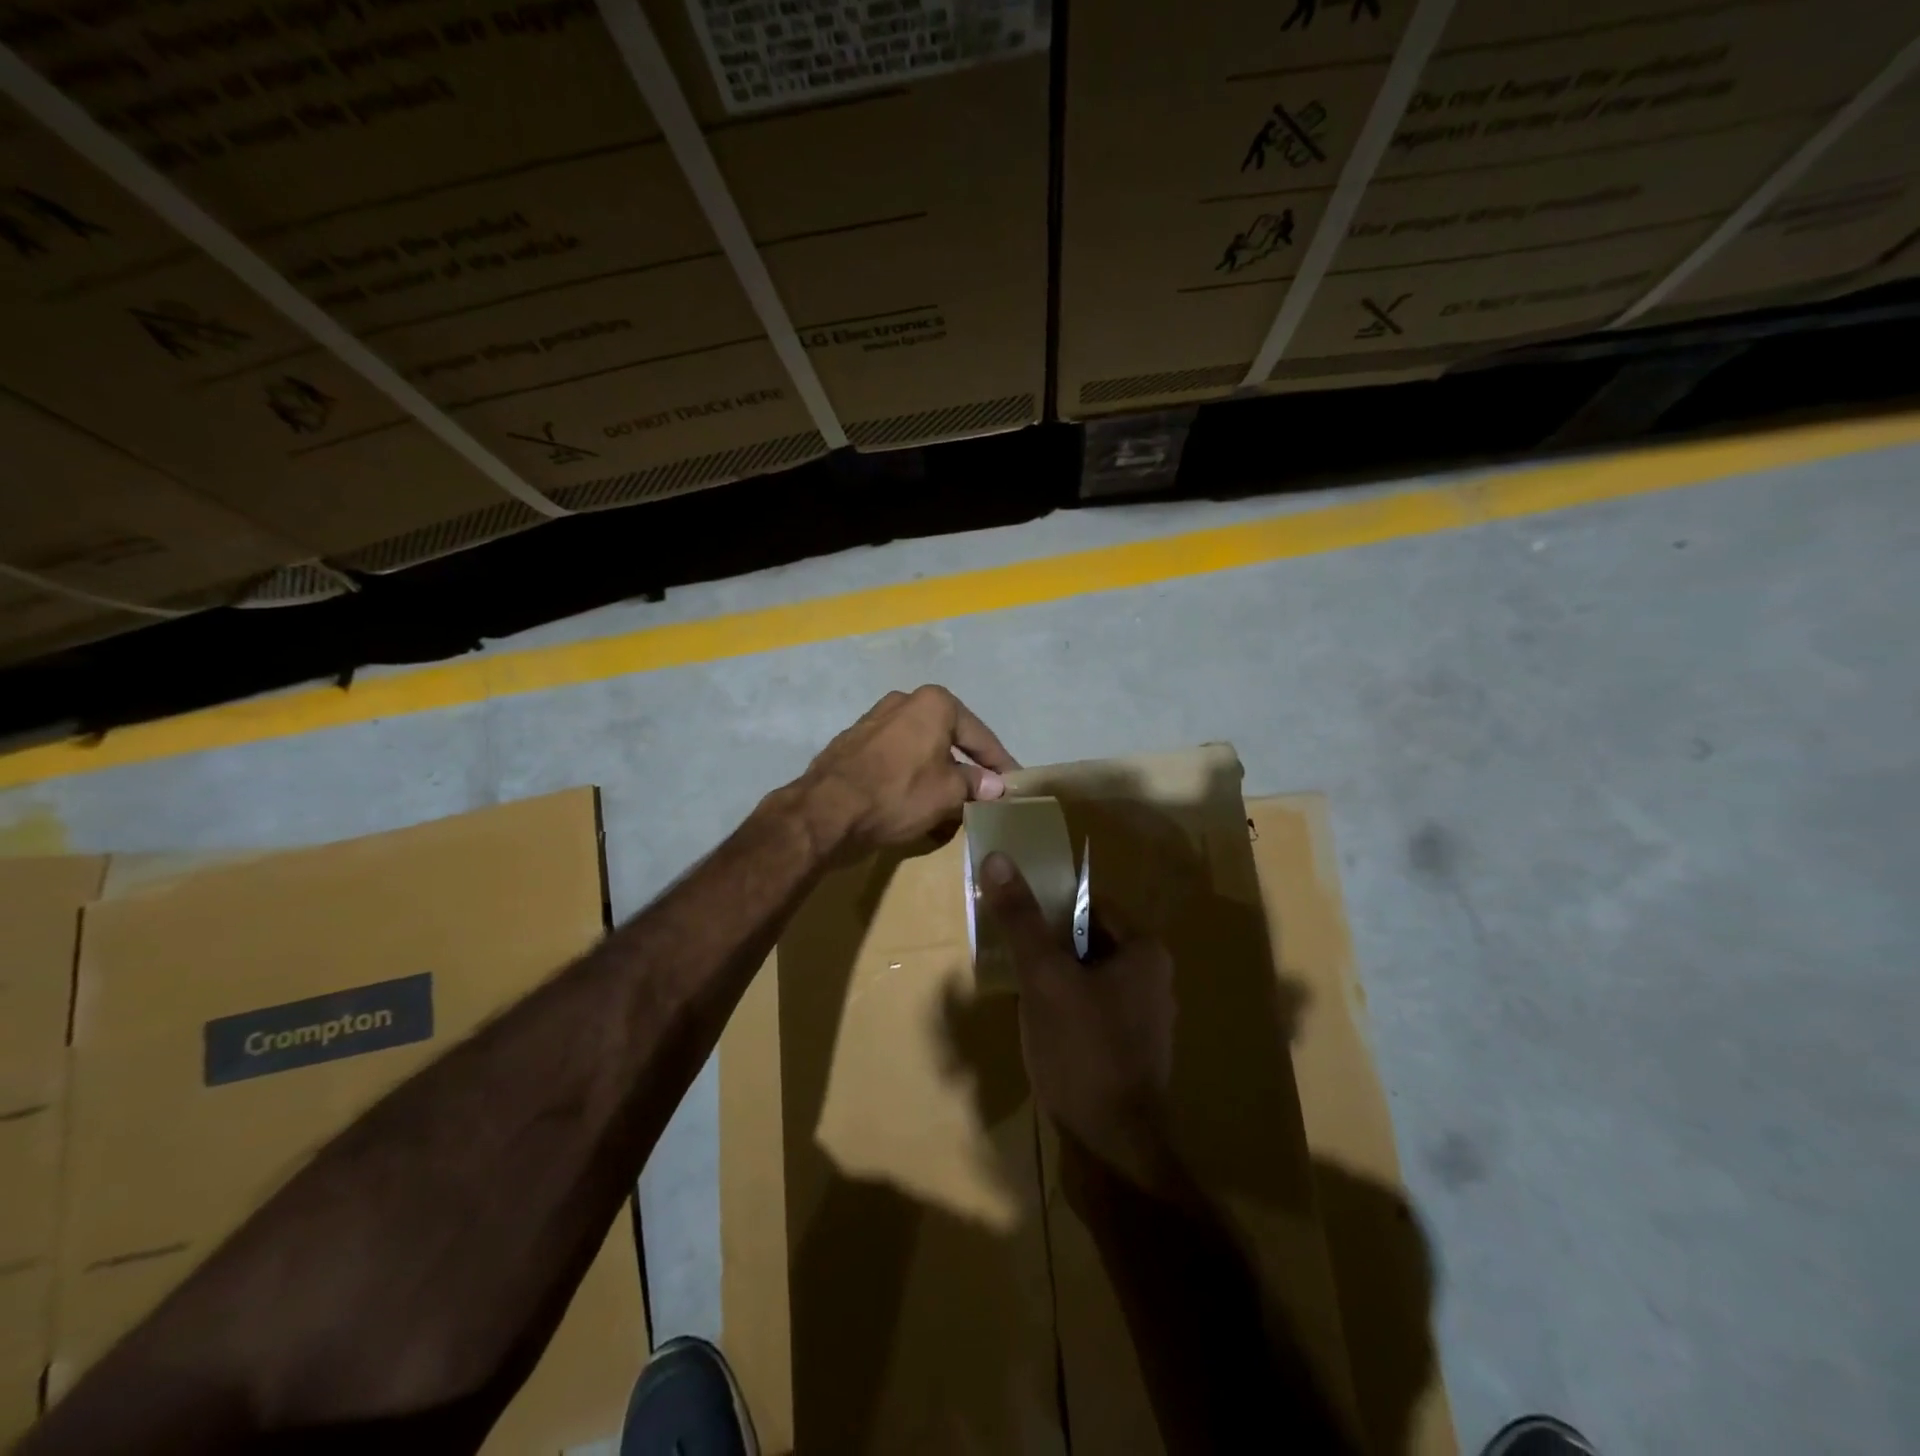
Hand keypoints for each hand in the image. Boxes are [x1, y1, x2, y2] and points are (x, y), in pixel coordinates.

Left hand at [791, 686, 1018, 857]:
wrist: (826, 810)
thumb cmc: (898, 794)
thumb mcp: (948, 793)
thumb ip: (976, 784)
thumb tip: (995, 785)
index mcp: (934, 704)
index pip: (980, 736)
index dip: (1000, 763)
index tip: (1015, 783)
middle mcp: (904, 701)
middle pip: (948, 738)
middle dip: (966, 767)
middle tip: (983, 792)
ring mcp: (874, 720)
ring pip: (920, 749)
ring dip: (937, 773)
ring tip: (950, 802)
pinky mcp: (852, 742)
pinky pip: (895, 758)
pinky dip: (909, 776)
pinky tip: (914, 800)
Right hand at [979, 852, 1179, 1193]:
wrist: (1113, 1148)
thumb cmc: (1083, 1049)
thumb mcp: (1044, 977)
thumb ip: (1022, 918)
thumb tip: (998, 857)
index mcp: (1145, 952)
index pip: (1092, 905)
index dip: (1052, 907)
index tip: (1018, 917)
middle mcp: (1154, 979)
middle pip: (1090, 941)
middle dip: (1051, 946)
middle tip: (1012, 953)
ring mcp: (1146, 1020)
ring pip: (1089, 978)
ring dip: (1056, 979)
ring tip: (1021, 990)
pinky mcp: (1132, 1053)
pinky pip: (1094, 1012)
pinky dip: (1067, 1010)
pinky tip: (1041, 1028)